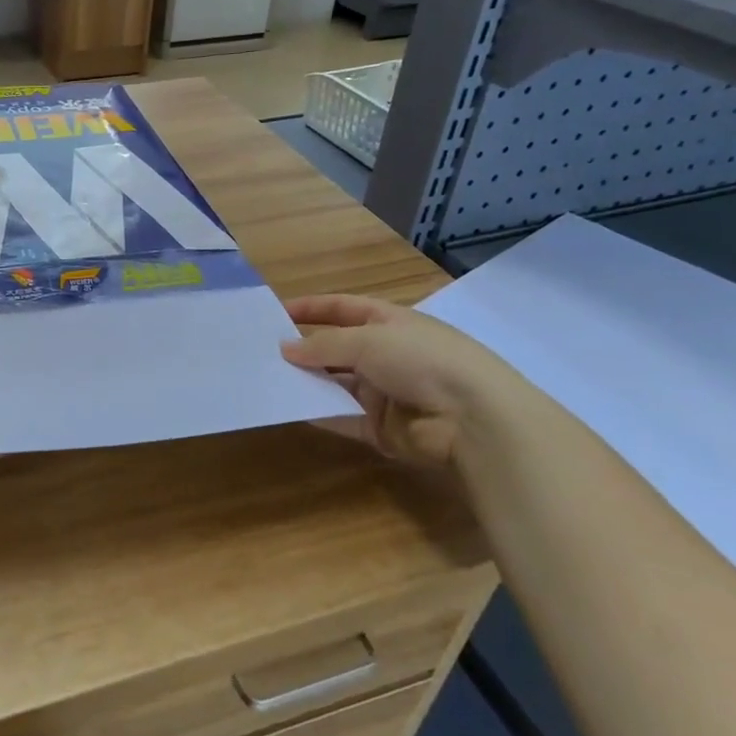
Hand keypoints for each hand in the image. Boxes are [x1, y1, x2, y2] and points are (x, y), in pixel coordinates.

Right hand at [280, 294, 525, 467]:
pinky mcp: (381, 428)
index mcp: (389, 323)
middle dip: (303, 350)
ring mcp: (384, 392)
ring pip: (335, 384)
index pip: (343, 309)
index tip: (275, 311)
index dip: (311, 308)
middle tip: (262, 351)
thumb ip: (323, 345)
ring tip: (267, 379)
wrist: (474, 420)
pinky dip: (318, 413)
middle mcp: (386, 355)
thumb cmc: (422, 360)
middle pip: (336, 349)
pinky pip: (342, 417)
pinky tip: (289, 408)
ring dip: (307, 382)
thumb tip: (285, 347)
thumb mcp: (368, 340)